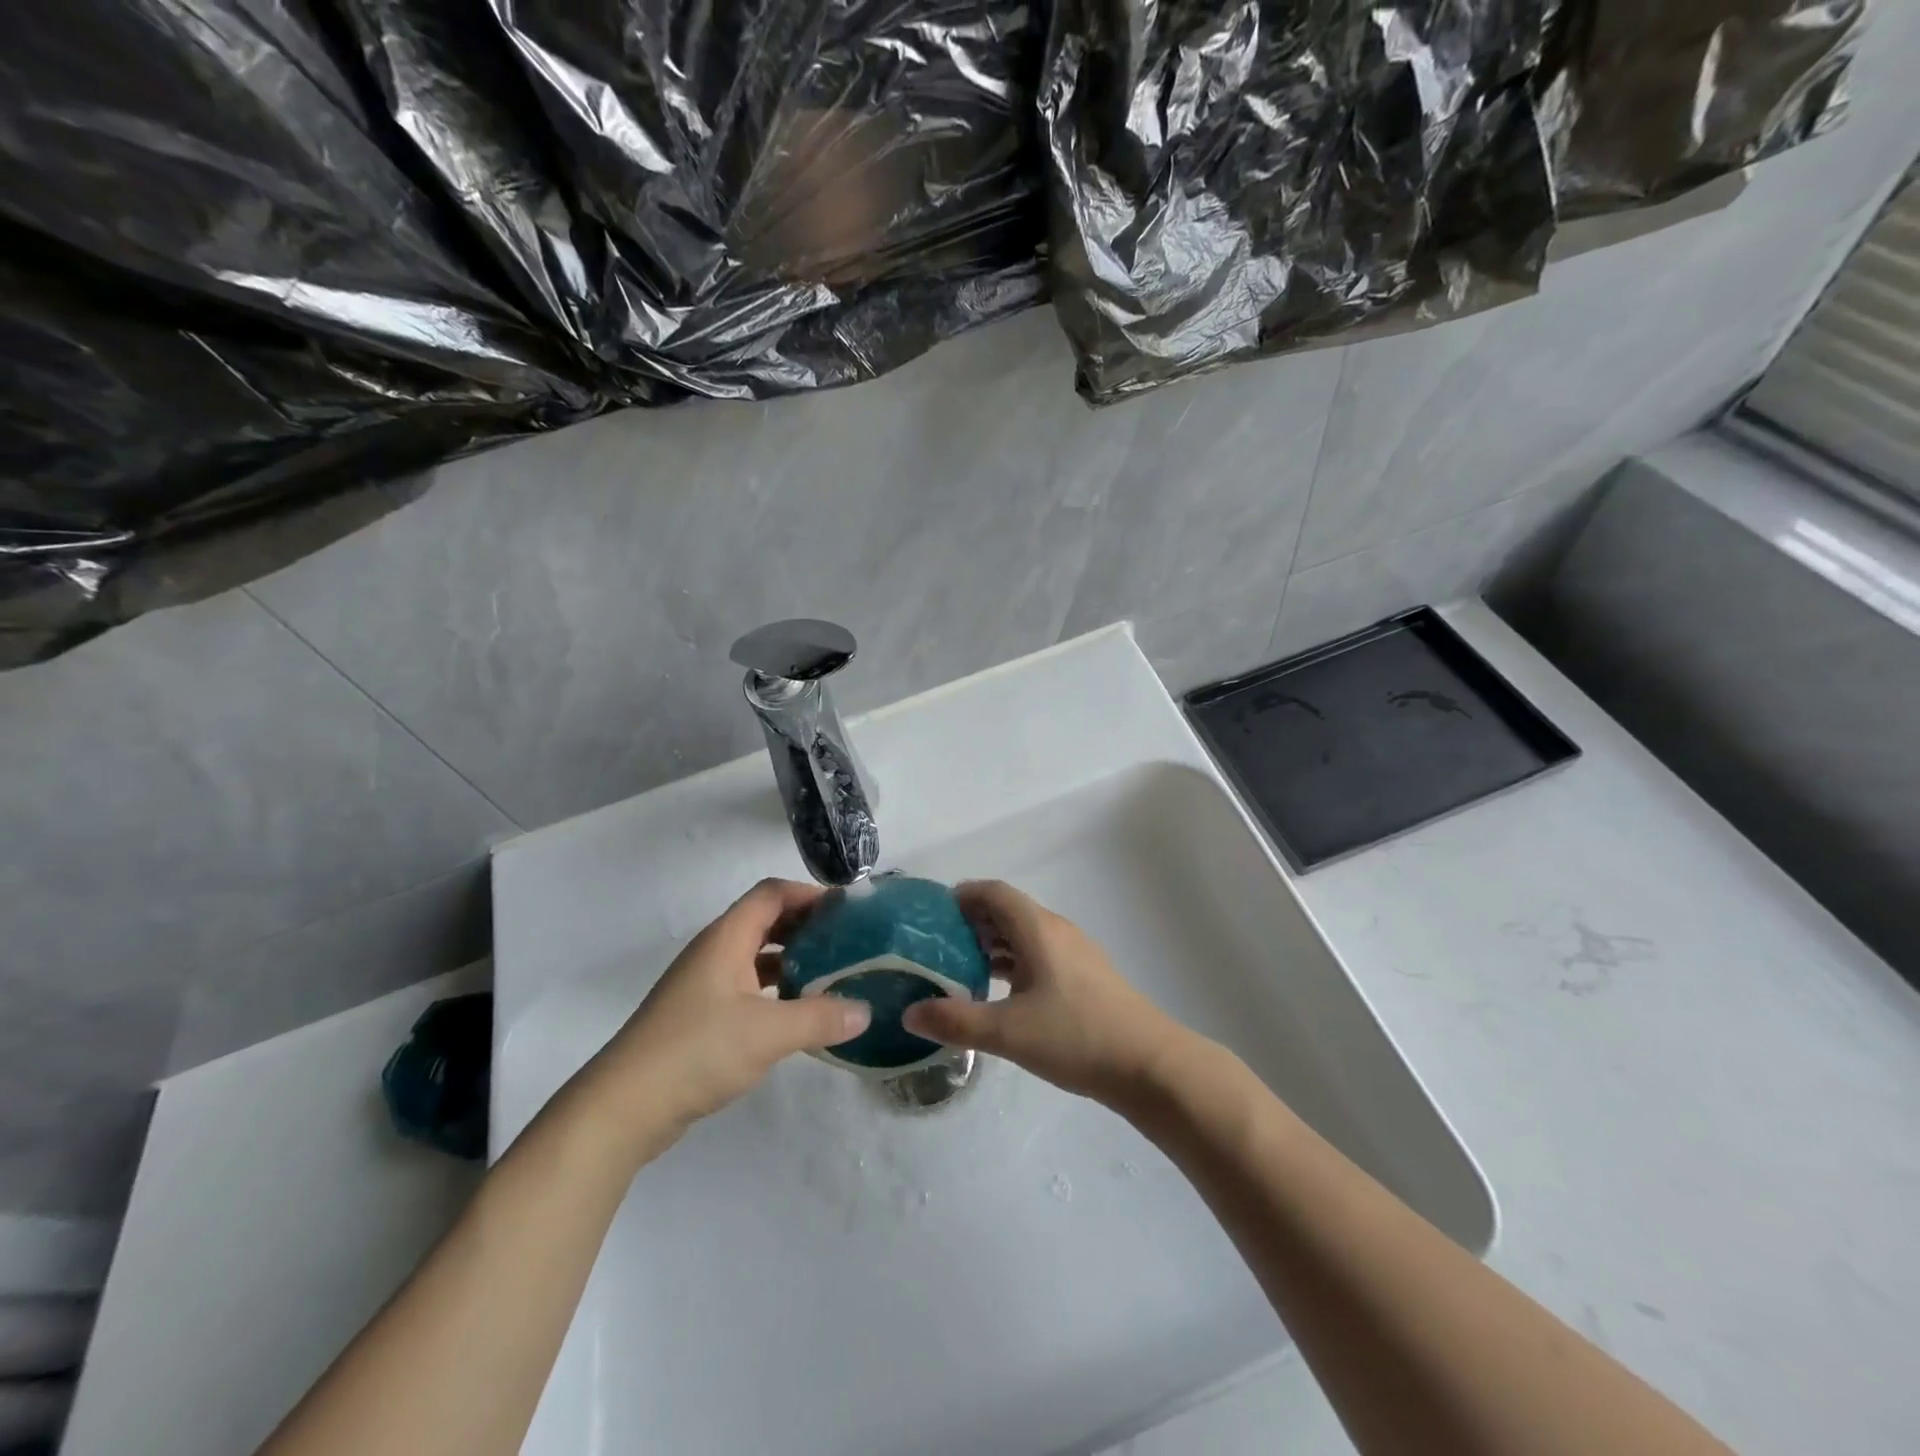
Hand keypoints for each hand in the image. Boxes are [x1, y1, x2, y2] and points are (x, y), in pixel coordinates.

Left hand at [577, 879, 870, 1148]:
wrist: (624, 1107)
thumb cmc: (697, 1051)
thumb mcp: (768, 1033)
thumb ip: (820, 1018)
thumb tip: (866, 1011)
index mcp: (727, 938)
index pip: (772, 894)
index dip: (810, 893)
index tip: (848, 911)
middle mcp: (715, 951)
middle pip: (766, 920)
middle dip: (807, 926)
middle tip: (849, 941)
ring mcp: (705, 984)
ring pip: (757, 955)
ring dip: (793, 959)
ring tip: (832, 974)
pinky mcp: (701, 1015)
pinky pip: (748, 986)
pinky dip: (777, 989)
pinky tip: (799, 1012)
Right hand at [902, 880, 1186, 1109]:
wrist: (1149, 1065)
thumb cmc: (1076, 1037)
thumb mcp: (1008, 1031)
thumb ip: (956, 1021)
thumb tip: (909, 1013)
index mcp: (1038, 929)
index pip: (994, 892)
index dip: (962, 895)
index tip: (932, 914)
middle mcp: (1056, 931)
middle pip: (1008, 910)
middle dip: (972, 921)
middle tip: (937, 945)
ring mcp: (1075, 954)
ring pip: (1025, 935)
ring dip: (993, 944)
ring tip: (960, 968)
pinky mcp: (1085, 977)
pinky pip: (1039, 955)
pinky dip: (1014, 963)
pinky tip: (1000, 993)